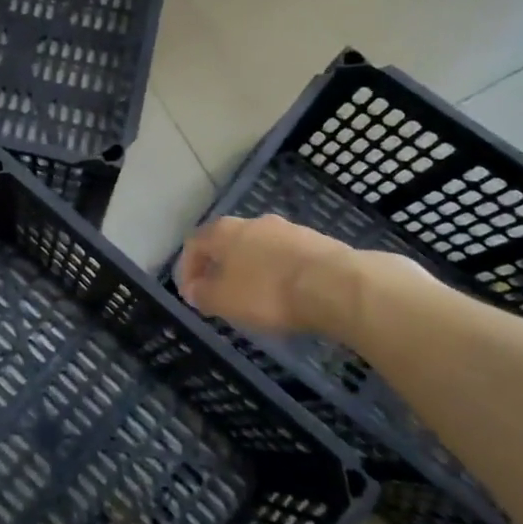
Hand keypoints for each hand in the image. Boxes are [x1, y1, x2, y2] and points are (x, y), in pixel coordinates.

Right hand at [176, 215, 357, 337]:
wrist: (335, 285)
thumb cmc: (267, 292)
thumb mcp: (224, 301)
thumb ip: (203, 294)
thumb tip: (193, 290)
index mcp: (225, 231)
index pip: (195, 243)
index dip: (188, 269)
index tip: (191, 294)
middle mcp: (254, 222)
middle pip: (229, 243)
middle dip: (222, 268)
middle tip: (222, 295)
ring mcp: (289, 229)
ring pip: (260, 249)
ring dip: (253, 270)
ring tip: (257, 298)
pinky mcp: (317, 242)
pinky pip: (287, 258)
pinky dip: (280, 274)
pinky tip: (287, 296)